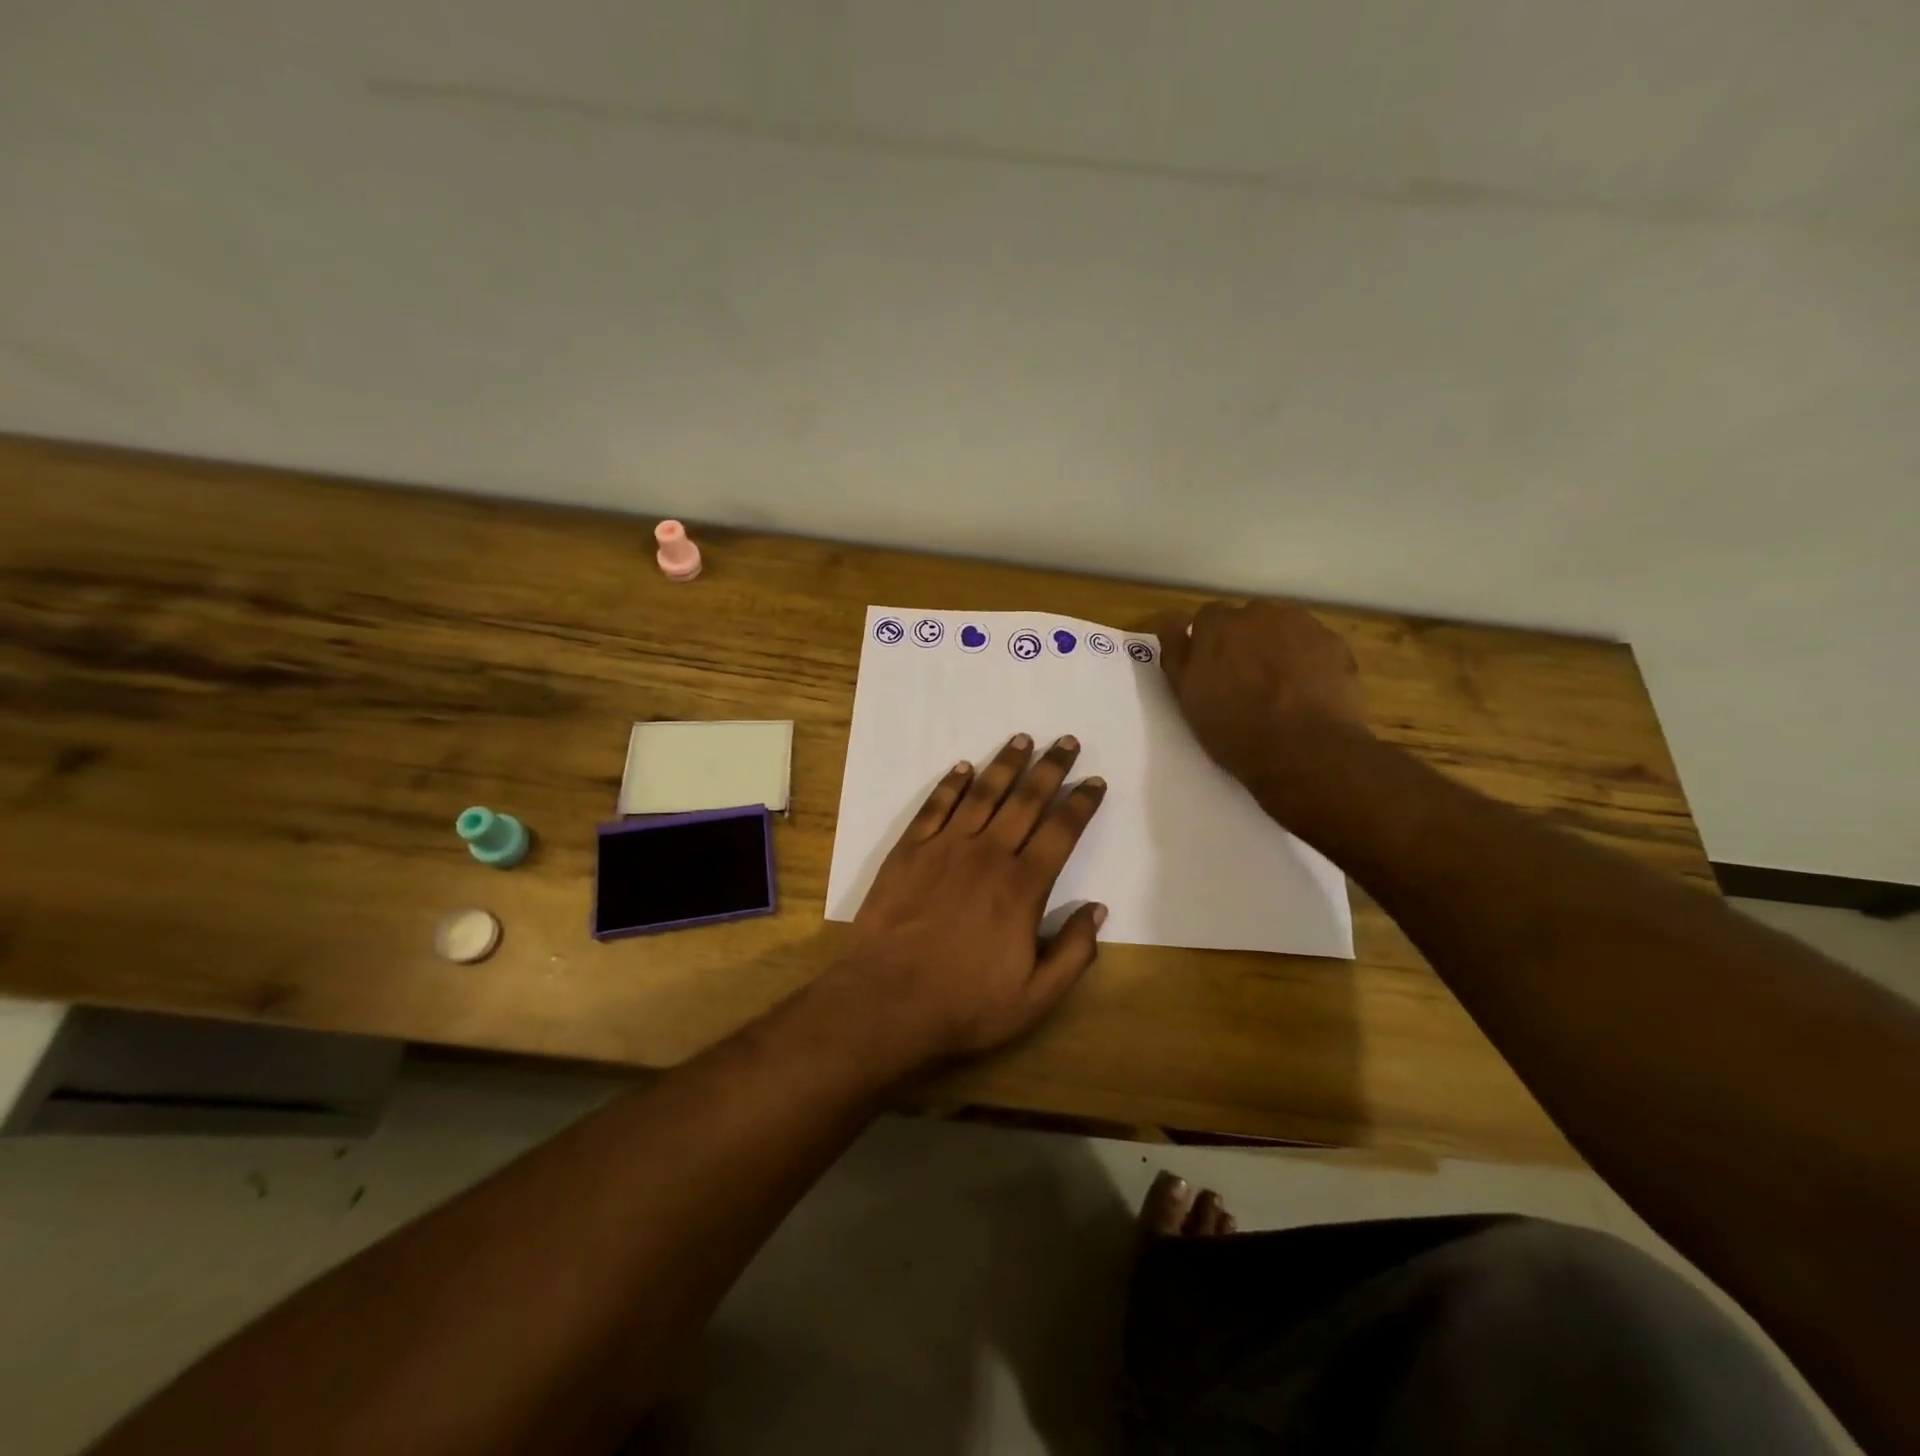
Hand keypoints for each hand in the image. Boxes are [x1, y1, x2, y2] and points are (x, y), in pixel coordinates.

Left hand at [820, 733, 1107, 1070]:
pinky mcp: (909, 850)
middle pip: (1026, 800)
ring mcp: (945, 847)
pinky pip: (935, 806)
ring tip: (1023, 739)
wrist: (886, 1000)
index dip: (1081, 804)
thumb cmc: (964, 1004)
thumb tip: (1097, 909)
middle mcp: (988, 854)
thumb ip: (1073, 952)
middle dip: (1051, 768)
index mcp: (1022, 887)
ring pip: (983, 793)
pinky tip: (963, 767)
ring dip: (1005, 764)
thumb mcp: (1035, 997)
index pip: (1061, 832)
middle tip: (1067, 741)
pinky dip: (951, 784)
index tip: (1094, 782)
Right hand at [1152, 599, 1370, 810]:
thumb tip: (1172, 625)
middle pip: (1247, 619)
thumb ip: (1176, 655)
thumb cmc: (1236, 730)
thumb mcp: (1187, 698)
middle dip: (1244, 641)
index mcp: (1217, 626)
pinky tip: (1307, 691)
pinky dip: (1307, 660)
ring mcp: (1301, 625)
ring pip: (1281, 628)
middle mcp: (1258, 613)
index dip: (1209, 643)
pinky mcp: (1334, 643)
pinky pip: (1312, 644)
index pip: (1207, 618)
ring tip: (1280, 687)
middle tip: (1246, 681)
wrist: (1306, 751)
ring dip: (1276, 647)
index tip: (1212, 669)